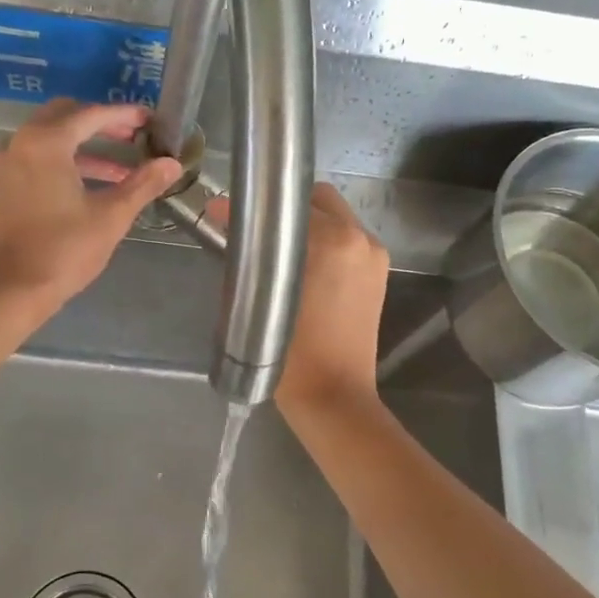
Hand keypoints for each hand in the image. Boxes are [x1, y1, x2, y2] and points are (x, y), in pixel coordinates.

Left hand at [0, 100, 182, 311]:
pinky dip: (65, 162)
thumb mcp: (111, 216)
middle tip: (132, 137)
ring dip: (84, 147)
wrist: (9, 290)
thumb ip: (142, 184)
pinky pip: (37, 158)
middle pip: (65, 116)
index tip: (150, 120)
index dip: (124, 115)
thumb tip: (172, 164)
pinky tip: (90, 186)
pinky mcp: (2, 186)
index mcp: (46, 142)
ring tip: (121, 170)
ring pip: (49, 139)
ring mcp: (6, 164)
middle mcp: (21, 143)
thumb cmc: (63, 250)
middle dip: (100, 124)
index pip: (92, 115)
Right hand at [212, 182, 389, 411]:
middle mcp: (360, 238)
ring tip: (277, 251)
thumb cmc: (292, 353)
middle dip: (285, 211)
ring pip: (335, 219)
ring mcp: (374, 256)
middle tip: (256, 232)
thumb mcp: (258, 297)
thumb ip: (243, 251)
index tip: (229, 214)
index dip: (256, 206)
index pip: (289, 201)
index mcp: (334, 239)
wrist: (334, 396)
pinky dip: (325, 244)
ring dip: (306, 227)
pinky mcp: (378, 275)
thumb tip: (220, 212)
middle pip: (318, 200)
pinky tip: (303, 268)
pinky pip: (347, 242)